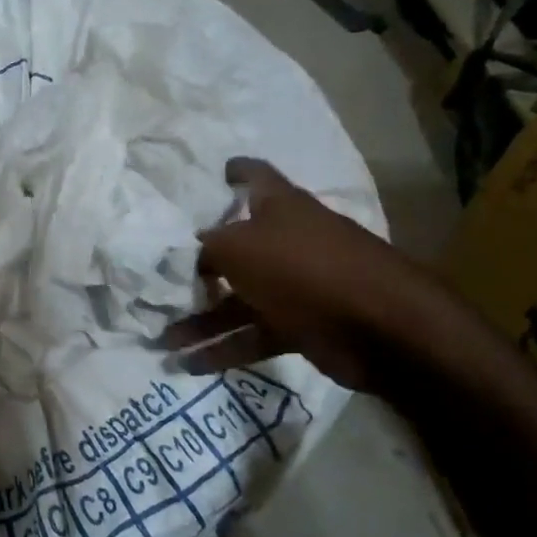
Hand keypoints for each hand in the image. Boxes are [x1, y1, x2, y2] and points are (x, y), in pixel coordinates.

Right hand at [163, 157, 451, 392]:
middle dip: (197, 266)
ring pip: (237, 300)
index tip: (212, 173)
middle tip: (157, 279)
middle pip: (235, 248)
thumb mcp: (238, 247)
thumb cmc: (302, 267)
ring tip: (161, 340)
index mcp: (279, 208)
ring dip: (200, 321)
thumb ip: (207, 247)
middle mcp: (286, 242)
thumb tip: (193, 252)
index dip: (233, 171)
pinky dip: (223, 349)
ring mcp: (295, 286)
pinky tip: (188, 365)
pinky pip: (252, 335)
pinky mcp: (300, 326)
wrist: (379, 326)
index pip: (254, 177)